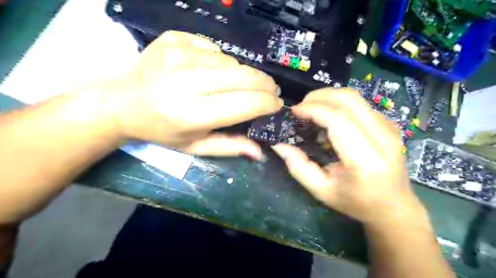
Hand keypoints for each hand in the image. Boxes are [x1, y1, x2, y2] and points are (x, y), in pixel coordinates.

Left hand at [98, 31, 282, 159]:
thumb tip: (260, 151)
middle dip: (265, 84)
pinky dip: (222, 61)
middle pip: (244, 76)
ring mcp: (179, 54)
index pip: (246, 103)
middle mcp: (187, 81)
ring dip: (243, 75)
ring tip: (238, 85)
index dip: (268, 103)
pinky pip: (215, 48)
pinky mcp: (175, 38)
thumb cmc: (162, 129)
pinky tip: (214, 71)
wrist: (124, 101)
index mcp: (192, 113)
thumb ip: (229, 147)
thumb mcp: (195, 146)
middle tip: (271, 91)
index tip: (277, 104)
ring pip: (232, 61)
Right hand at [273, 88, 424, 225]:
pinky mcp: (390, 124)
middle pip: (349, 100)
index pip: (338, 120)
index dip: (313, 109)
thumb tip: (278, 145)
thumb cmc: (356, 202)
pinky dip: (339, 104)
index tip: (294, 111)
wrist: (394, 206)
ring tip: (312, 110)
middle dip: (320, 96)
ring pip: (356, 98)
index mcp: (365, 160)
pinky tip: (329, 119)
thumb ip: (298, 167)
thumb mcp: (321, 190)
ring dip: (329, 97)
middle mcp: (383, 138)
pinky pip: (360, 104)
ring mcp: (390, 128)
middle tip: (301, 106)